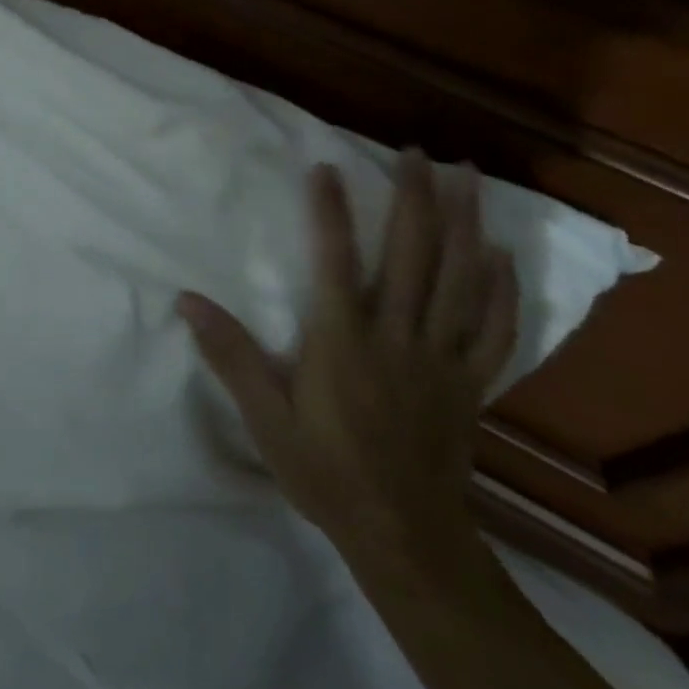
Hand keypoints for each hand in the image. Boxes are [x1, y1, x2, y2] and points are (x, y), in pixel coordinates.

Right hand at [180, 150, 518, 568]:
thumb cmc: (325, 473)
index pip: (336, 261)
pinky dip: (501, 286)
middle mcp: (398, 337)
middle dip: (416, 197)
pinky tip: (501, 253)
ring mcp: (442, 359)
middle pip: (413, 255)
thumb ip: (231, 356)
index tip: (327, 166)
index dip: (331, 210)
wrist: (404, 537)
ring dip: (466, 222)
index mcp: (344, 342)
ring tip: (468, 176)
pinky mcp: (471, 384)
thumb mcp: (265, 419)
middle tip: (417, 152)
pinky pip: (494, 328)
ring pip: (461, 279)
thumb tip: (186, 300)